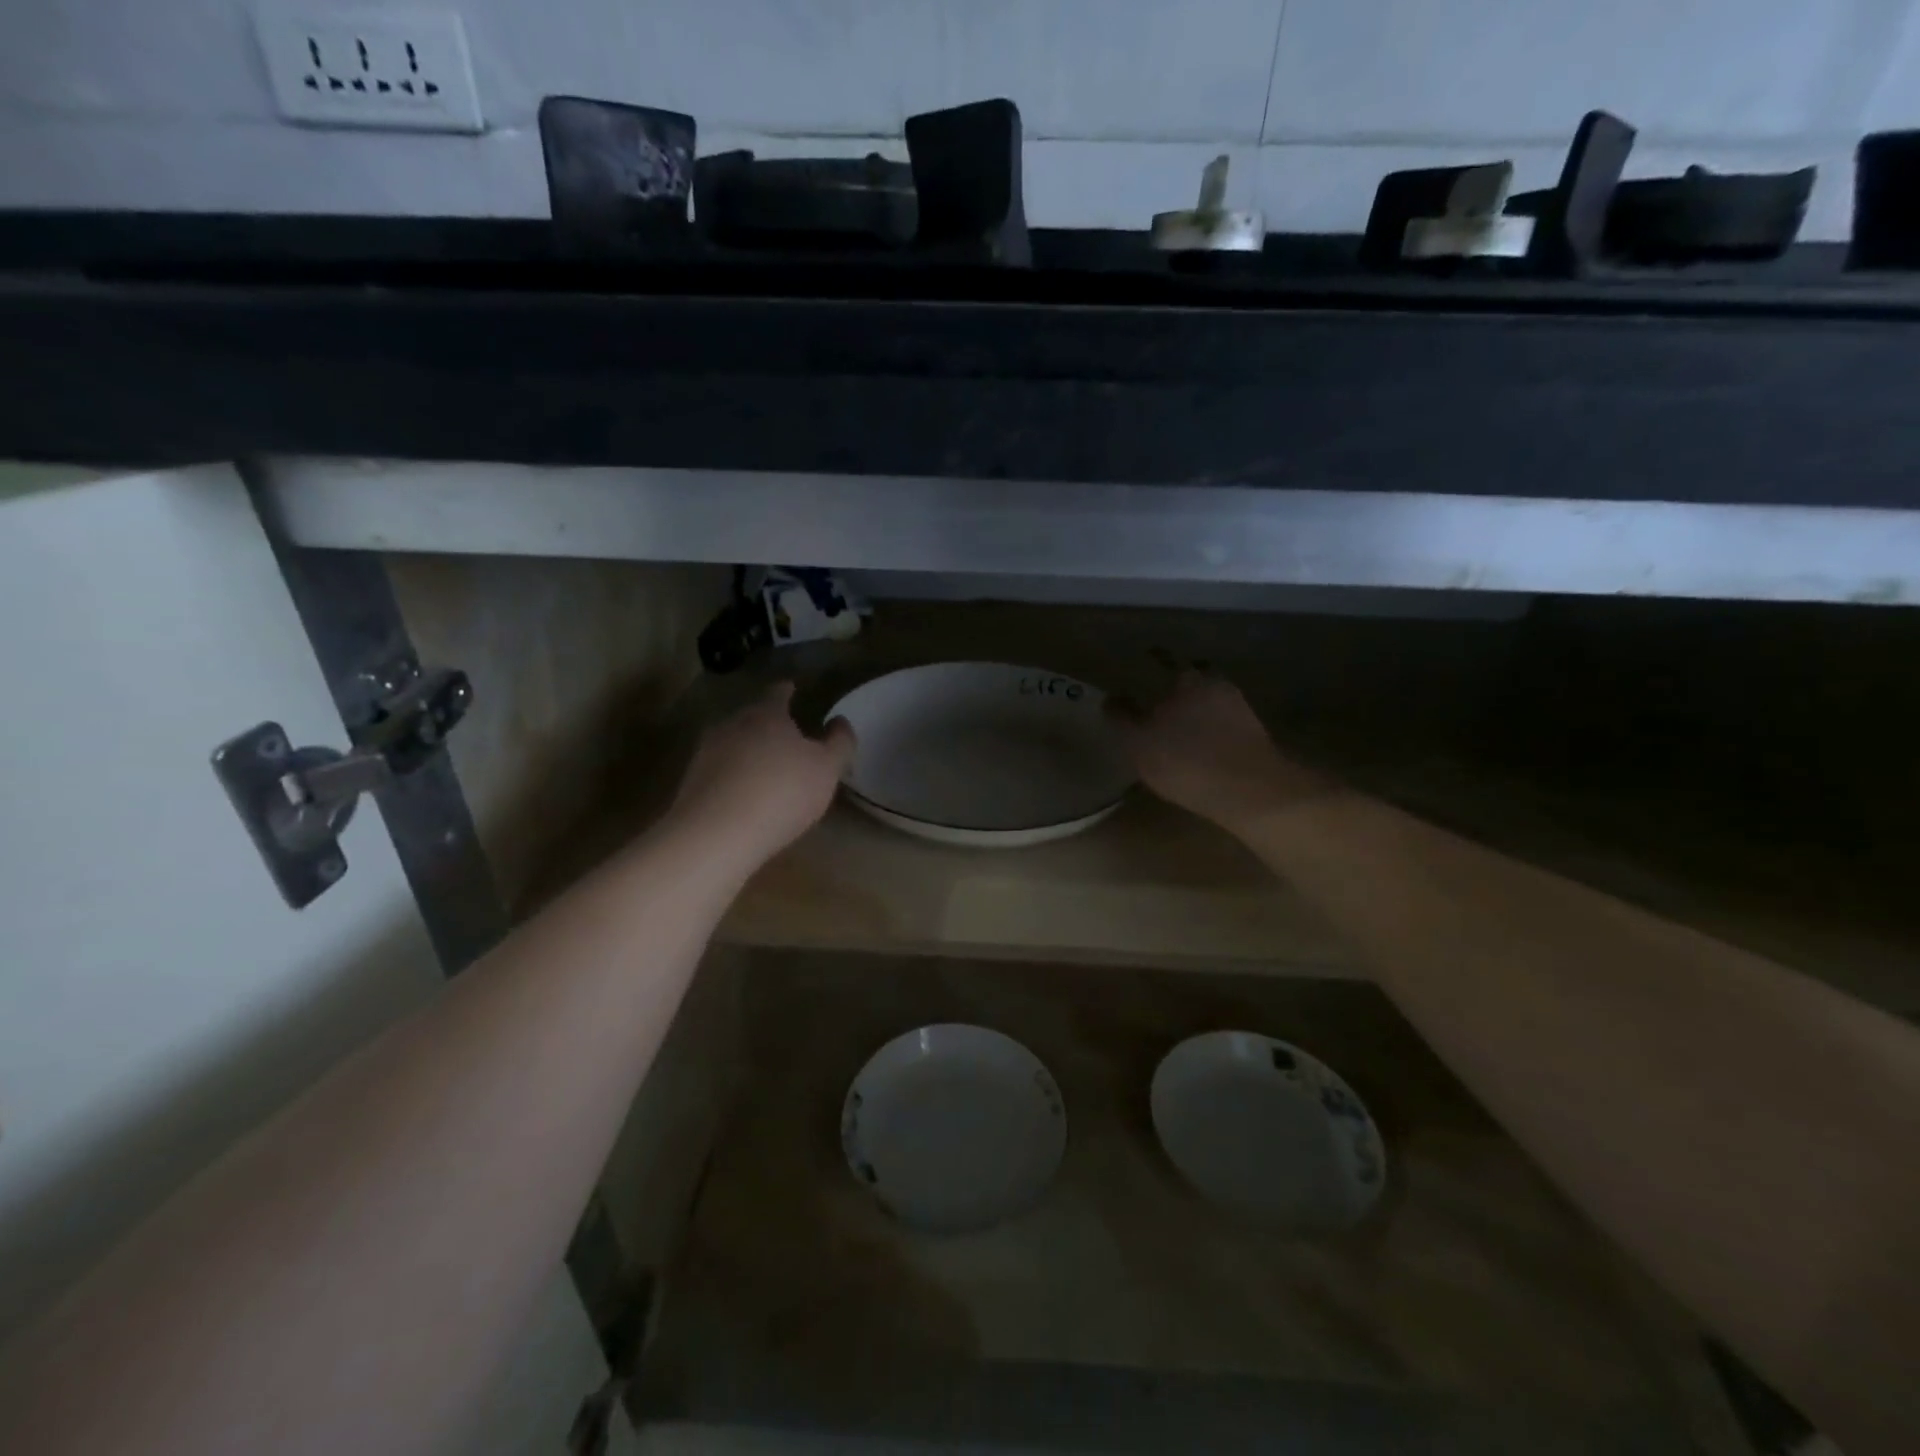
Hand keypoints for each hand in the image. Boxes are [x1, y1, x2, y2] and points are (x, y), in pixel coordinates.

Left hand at [669, 683, 854, 871]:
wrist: (715, 834)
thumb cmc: (781, 792)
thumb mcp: (827, 769)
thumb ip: (839, 743)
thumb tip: (840, 722)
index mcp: (766, 714)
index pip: (777, 692)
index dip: (787, 691)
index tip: (793, 689)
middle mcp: (732, 725)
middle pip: (752, 717)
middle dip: (768, 724)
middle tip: (786, 737)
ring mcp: (706, 753)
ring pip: (733, 744)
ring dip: (748, 752)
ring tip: (766, 769)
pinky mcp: (692, 783)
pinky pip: (720, 772)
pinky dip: (733, 777)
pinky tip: (745, 797)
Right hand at [1114, 671, 1324, 835]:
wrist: (1250, 791)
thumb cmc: (1185, 761)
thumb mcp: (1139, 743)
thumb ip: (1122, 718)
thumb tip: (1110, 699)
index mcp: (1186, 680)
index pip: (1165, 661)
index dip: (1154, 660)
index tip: (1147, 661)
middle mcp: (1216, 686)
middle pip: (1195, 677)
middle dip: (1181, 681)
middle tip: (1166, 694)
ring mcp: (1241, 710)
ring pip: (1213, 700)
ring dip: (1200, 707)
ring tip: (1184, 723)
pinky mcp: (1256, 736)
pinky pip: (1228, 724)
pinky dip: (1215, 729)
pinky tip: (1206, 745)